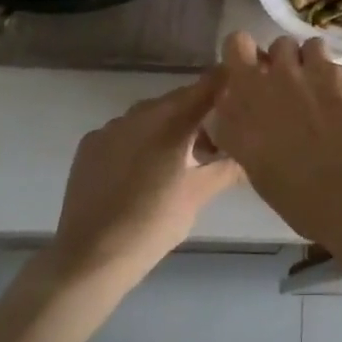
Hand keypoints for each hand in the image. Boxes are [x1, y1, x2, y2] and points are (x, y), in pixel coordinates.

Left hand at [49, 73, 243, 283]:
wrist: (89, 258)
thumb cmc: (152, 223)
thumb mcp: (198, 195)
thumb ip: (228, 167)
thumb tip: (251, 152)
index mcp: (171, 119)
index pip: (208, 86)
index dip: (227, 83)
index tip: (243, 90)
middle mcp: (141, 112)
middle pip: (178, 101)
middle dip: (198, 115)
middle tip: (215, 142)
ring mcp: (111, 126)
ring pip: (150, 116)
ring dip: (168, 128)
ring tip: (179, 161)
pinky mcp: (90, 145)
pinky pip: (124, 133)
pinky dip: (139, 142)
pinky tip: (142, 172)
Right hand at [210, 33, 341, 240]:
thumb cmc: (300, 198)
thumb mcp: (256, 167)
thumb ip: (245, 130)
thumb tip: (248, 118)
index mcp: (247, 100)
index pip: (235, 44)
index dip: (245, 52)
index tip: (254, 69)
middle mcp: (277, 76)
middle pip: (277, 44)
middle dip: (284, 61)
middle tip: (292, 86)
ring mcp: (316, 69)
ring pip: (310, 47)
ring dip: (313, 65)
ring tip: (324, 92)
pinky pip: (341, 66)